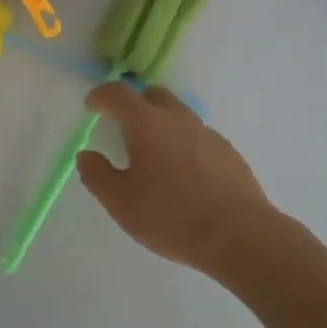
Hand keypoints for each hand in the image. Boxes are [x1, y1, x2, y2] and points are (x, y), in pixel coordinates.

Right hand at [77, 82, 279, 280]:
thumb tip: (87, 155)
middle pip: (152, 95)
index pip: (118, 93)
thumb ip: (97, 175)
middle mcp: (177, 118)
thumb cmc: (171, 216)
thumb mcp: (121, 203)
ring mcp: (207, 132)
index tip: (92, 107)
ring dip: (161, 125)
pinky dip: (184, 145)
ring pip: (178, 115)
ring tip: (154, 157)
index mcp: (146, 123)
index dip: (101, 96)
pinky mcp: (228, 151)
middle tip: (123, 128)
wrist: (239, 234)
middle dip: (134, 104)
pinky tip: (185, 176)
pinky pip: (198, 137)